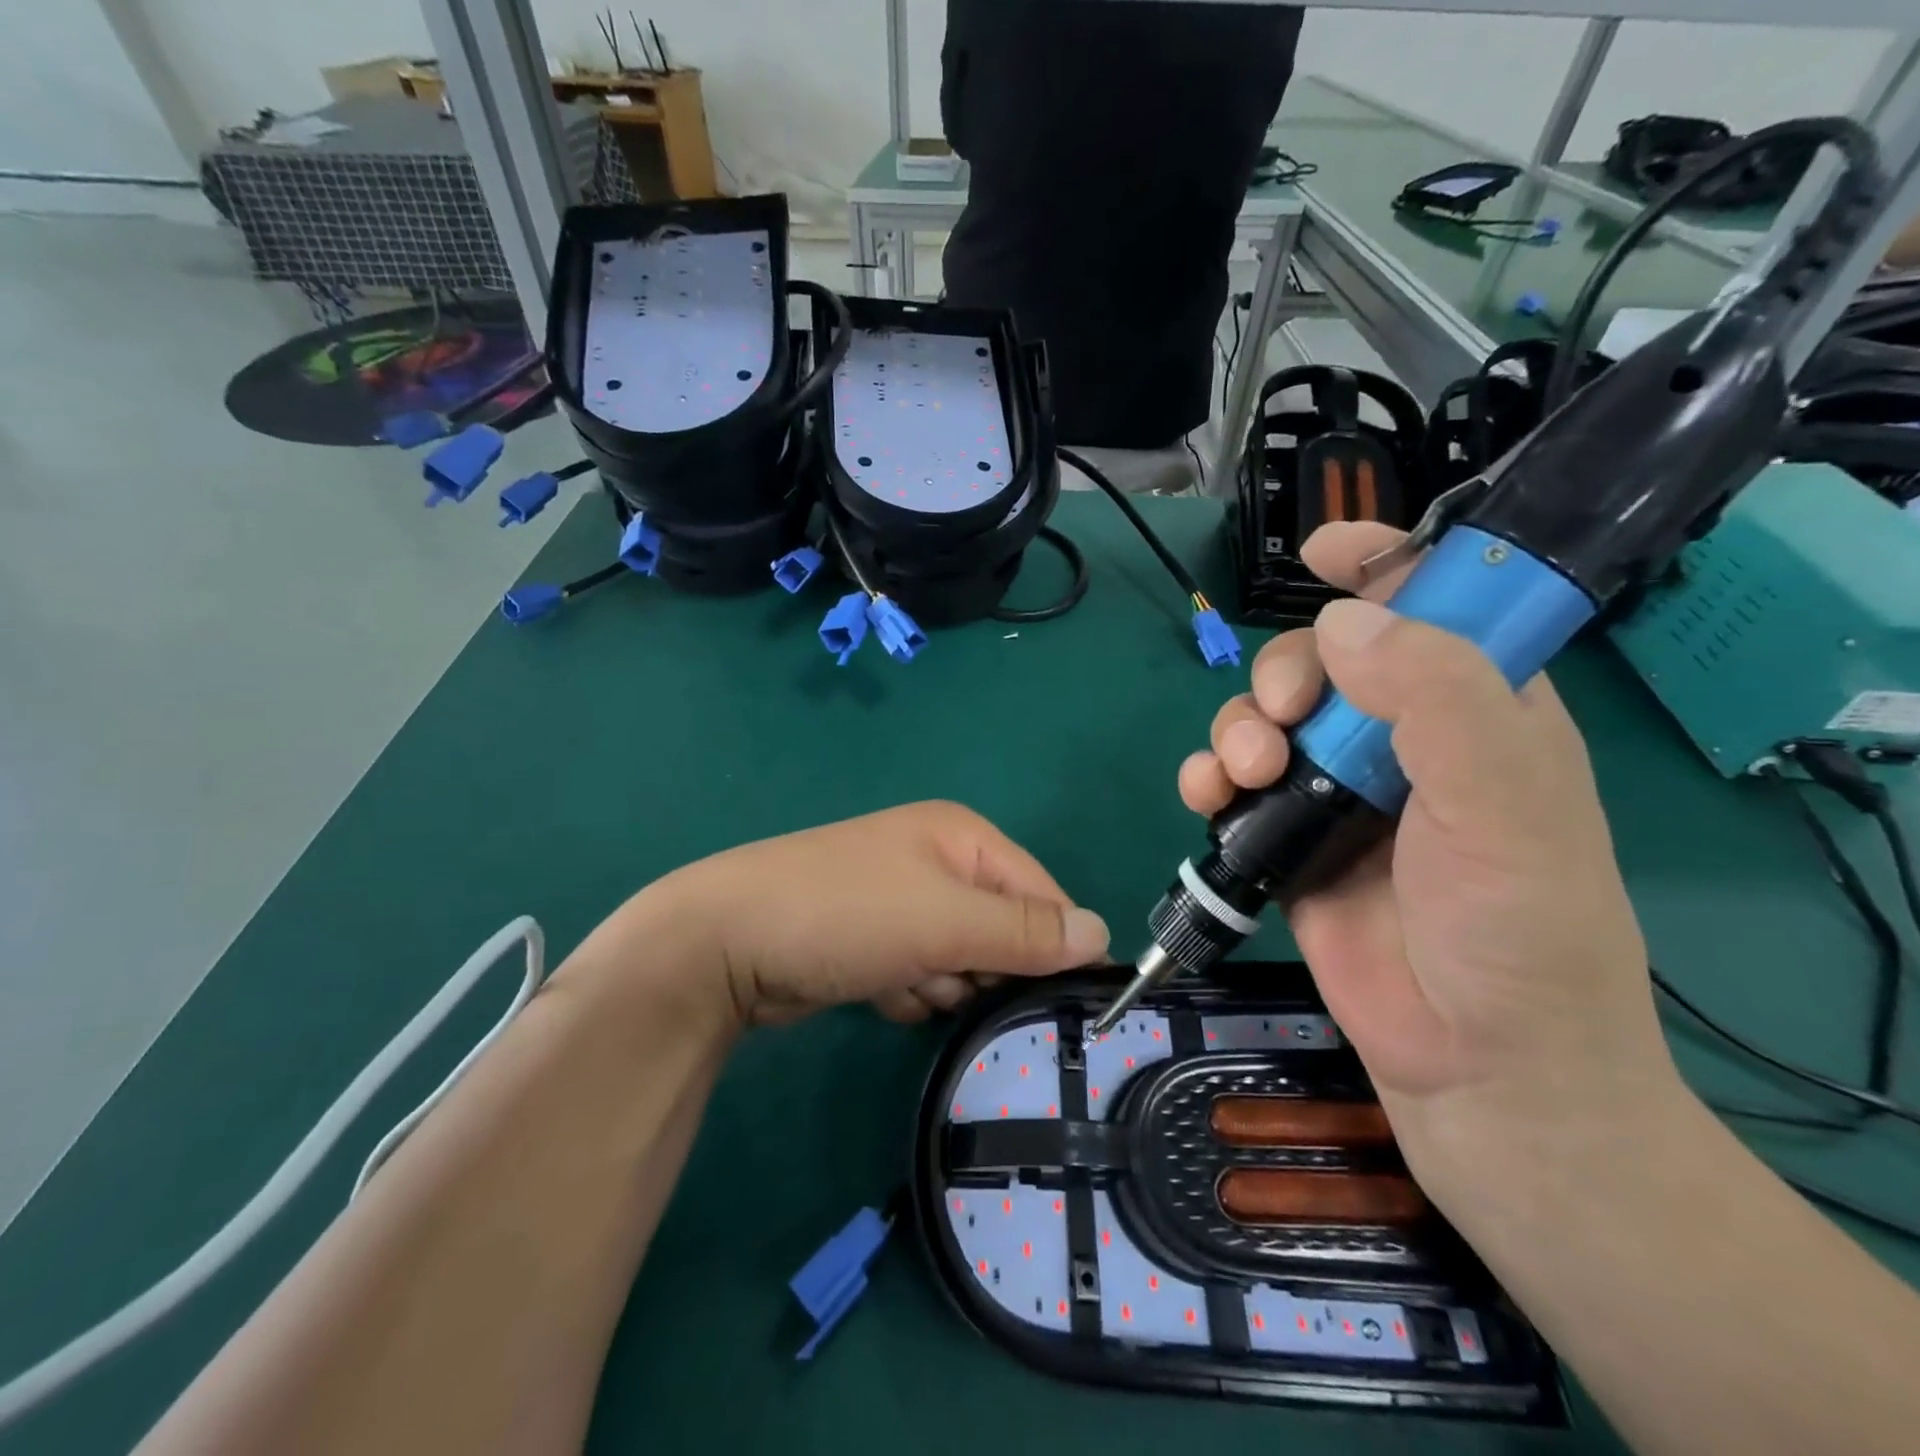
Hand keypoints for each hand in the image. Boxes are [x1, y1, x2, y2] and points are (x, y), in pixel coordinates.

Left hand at [575, 802, 1109, 1027]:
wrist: (724, 943)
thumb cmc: (846, 914)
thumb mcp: (945, 920)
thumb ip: (1025, 931)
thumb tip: (1103, 933)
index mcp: (961, 836)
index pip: (1040, 891)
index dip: (1054, 943)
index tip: (1063, 1000)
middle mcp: (934, 860)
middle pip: (1000, 926)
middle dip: (987, 966)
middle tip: (960, 985)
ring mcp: (897, 899)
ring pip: (960, 956)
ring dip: (944, 982)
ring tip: (911, 986)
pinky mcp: (869, 939)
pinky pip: (918, 972)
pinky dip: (910, 991)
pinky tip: (882, 994)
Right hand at [1177, 522, 1676, 1194]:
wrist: (1475, 1063)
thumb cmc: (1517, 929)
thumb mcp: (1504, 802)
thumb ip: (1437, 697)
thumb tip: (1341, 622)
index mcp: (1478, 709)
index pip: (1433, 605)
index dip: (1383, 566)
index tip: (1323, 551)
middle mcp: (1403, 739)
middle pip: (1321, 661)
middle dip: (1284, 674)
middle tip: (1282, 719)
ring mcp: (1338, 790)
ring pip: (1265, 717)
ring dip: (1237, 728)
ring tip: (1242, 774)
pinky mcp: (1288, 838)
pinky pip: (1231, 783)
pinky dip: (1206, 777)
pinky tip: (1206, 796)